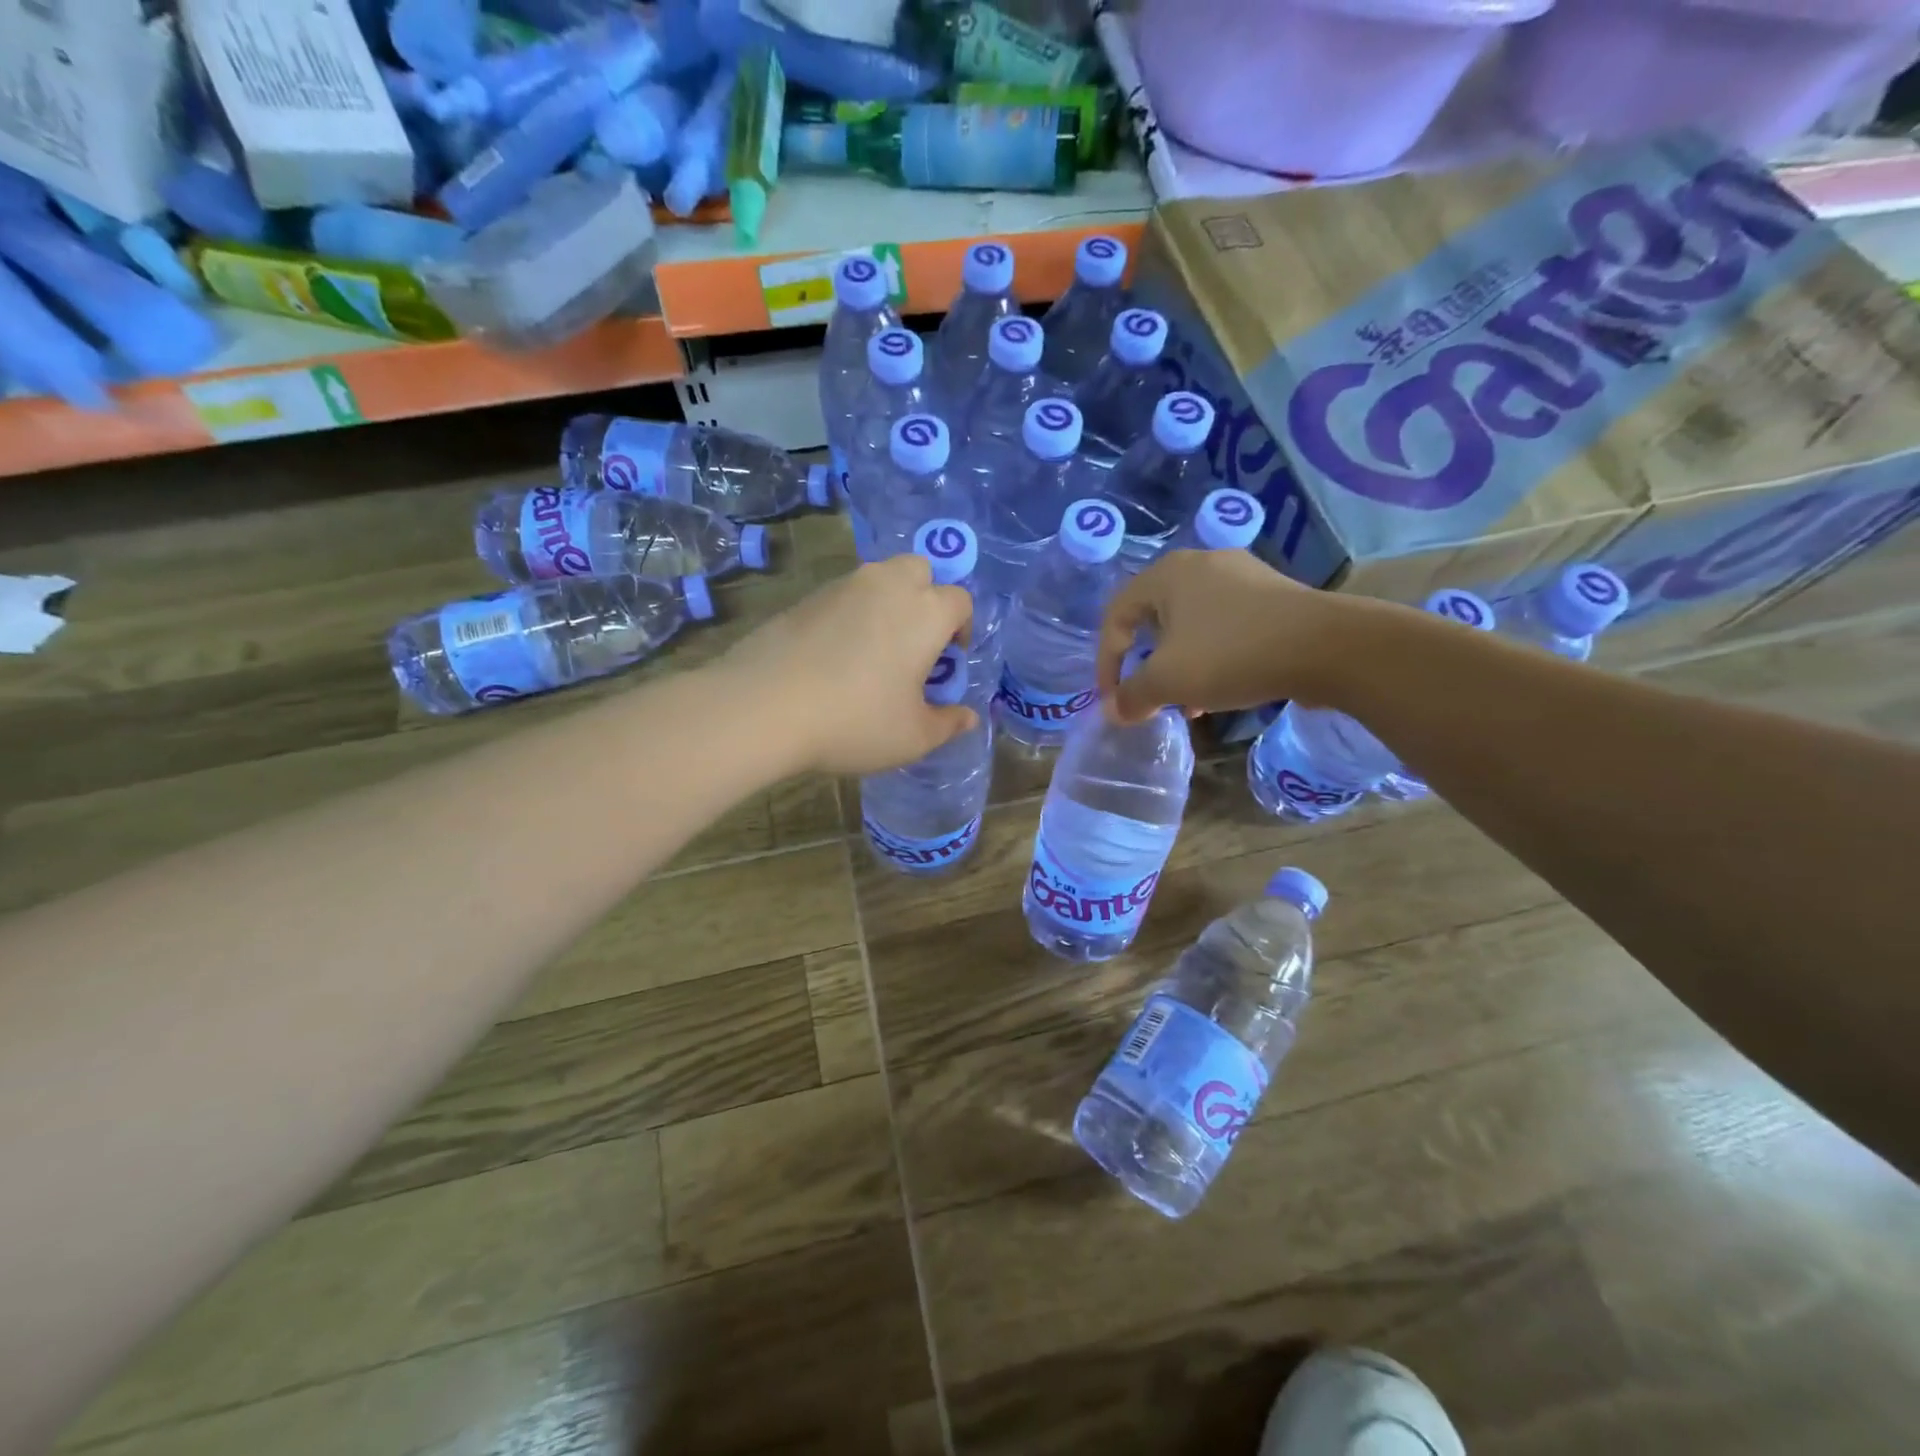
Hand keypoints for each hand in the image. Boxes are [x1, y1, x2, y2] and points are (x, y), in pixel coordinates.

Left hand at [717, 555, 976, 775]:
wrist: (764, 707)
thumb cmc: (855, 721)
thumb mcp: (912, 737)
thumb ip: (947, 724)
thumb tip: (968, 717)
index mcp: (925, 613)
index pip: (959, 600)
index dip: (962, 627)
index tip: (951, 657)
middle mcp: (887, 586)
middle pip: (919, 570)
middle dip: (926, 597)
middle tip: (915, 642)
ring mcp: (841, 587)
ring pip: (877, 579)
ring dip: (887, 604)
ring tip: (873, 651)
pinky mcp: (805, 598)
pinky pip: (842, 596)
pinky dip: (850, 615)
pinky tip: (834, 656)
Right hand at [1095, 550, 1341, 725]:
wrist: (1325, 646)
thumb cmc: (1231, 654)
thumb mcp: (1169, 681)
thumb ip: (1133, 696)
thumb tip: (1113, 711)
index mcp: (1166, 574)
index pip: (1116, 617)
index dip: (1106, 662)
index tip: (1114, 700)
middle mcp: (1199, 564)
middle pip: (1153, 618)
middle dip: (1146, 665)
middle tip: (1149, 696)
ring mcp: (1240, 575)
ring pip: (1190, 624)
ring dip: (1180, 665)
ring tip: (1187, 702)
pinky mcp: (1270, 593)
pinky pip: (1224, 624)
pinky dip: (1211, 655)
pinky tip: (1223, 687)